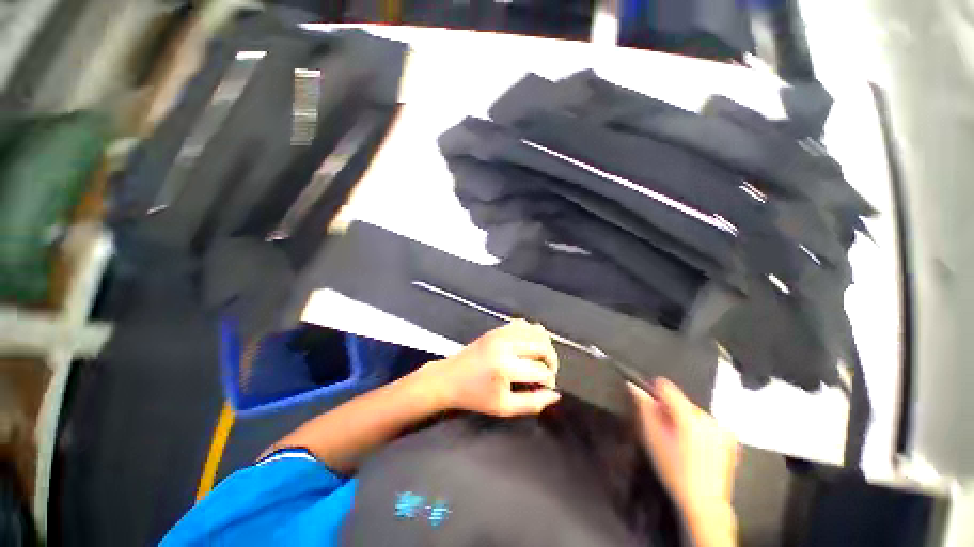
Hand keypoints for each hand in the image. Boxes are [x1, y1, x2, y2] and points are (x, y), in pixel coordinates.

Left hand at [418, 320, 560, 416]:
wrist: (449, 378)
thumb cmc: (475, 396)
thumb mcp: (504, 408)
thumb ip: (532, 403)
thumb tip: (555, 395)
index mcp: (506, 367)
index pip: (541, 371)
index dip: (549, 381)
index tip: (546, 387)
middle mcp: (506, 345)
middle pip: (542, 346)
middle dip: (551, 360)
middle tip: (547, 372)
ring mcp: (501, 333)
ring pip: (536, 331)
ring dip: (544, 345)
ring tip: (540, 359)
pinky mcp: (497, 329)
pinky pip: (523, 324)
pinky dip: (532, 333)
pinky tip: (528, 346)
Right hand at [629, 379, 737, 527]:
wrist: (704, 502)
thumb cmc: (674, 470)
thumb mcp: (652, 438)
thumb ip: (644, 408)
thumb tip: (635, 387)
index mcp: (688, 416)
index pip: (666, 387)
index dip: (653, 393)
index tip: (650, 407)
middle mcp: (707, 417)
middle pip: (679, 400)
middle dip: (669, 411)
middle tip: (664, 432)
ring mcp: (721, 428)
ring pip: (692, 411)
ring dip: (683, 420)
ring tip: (680, 443)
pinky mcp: (730, 438)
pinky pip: (705, 423)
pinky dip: (697, 429)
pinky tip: (695, 448)